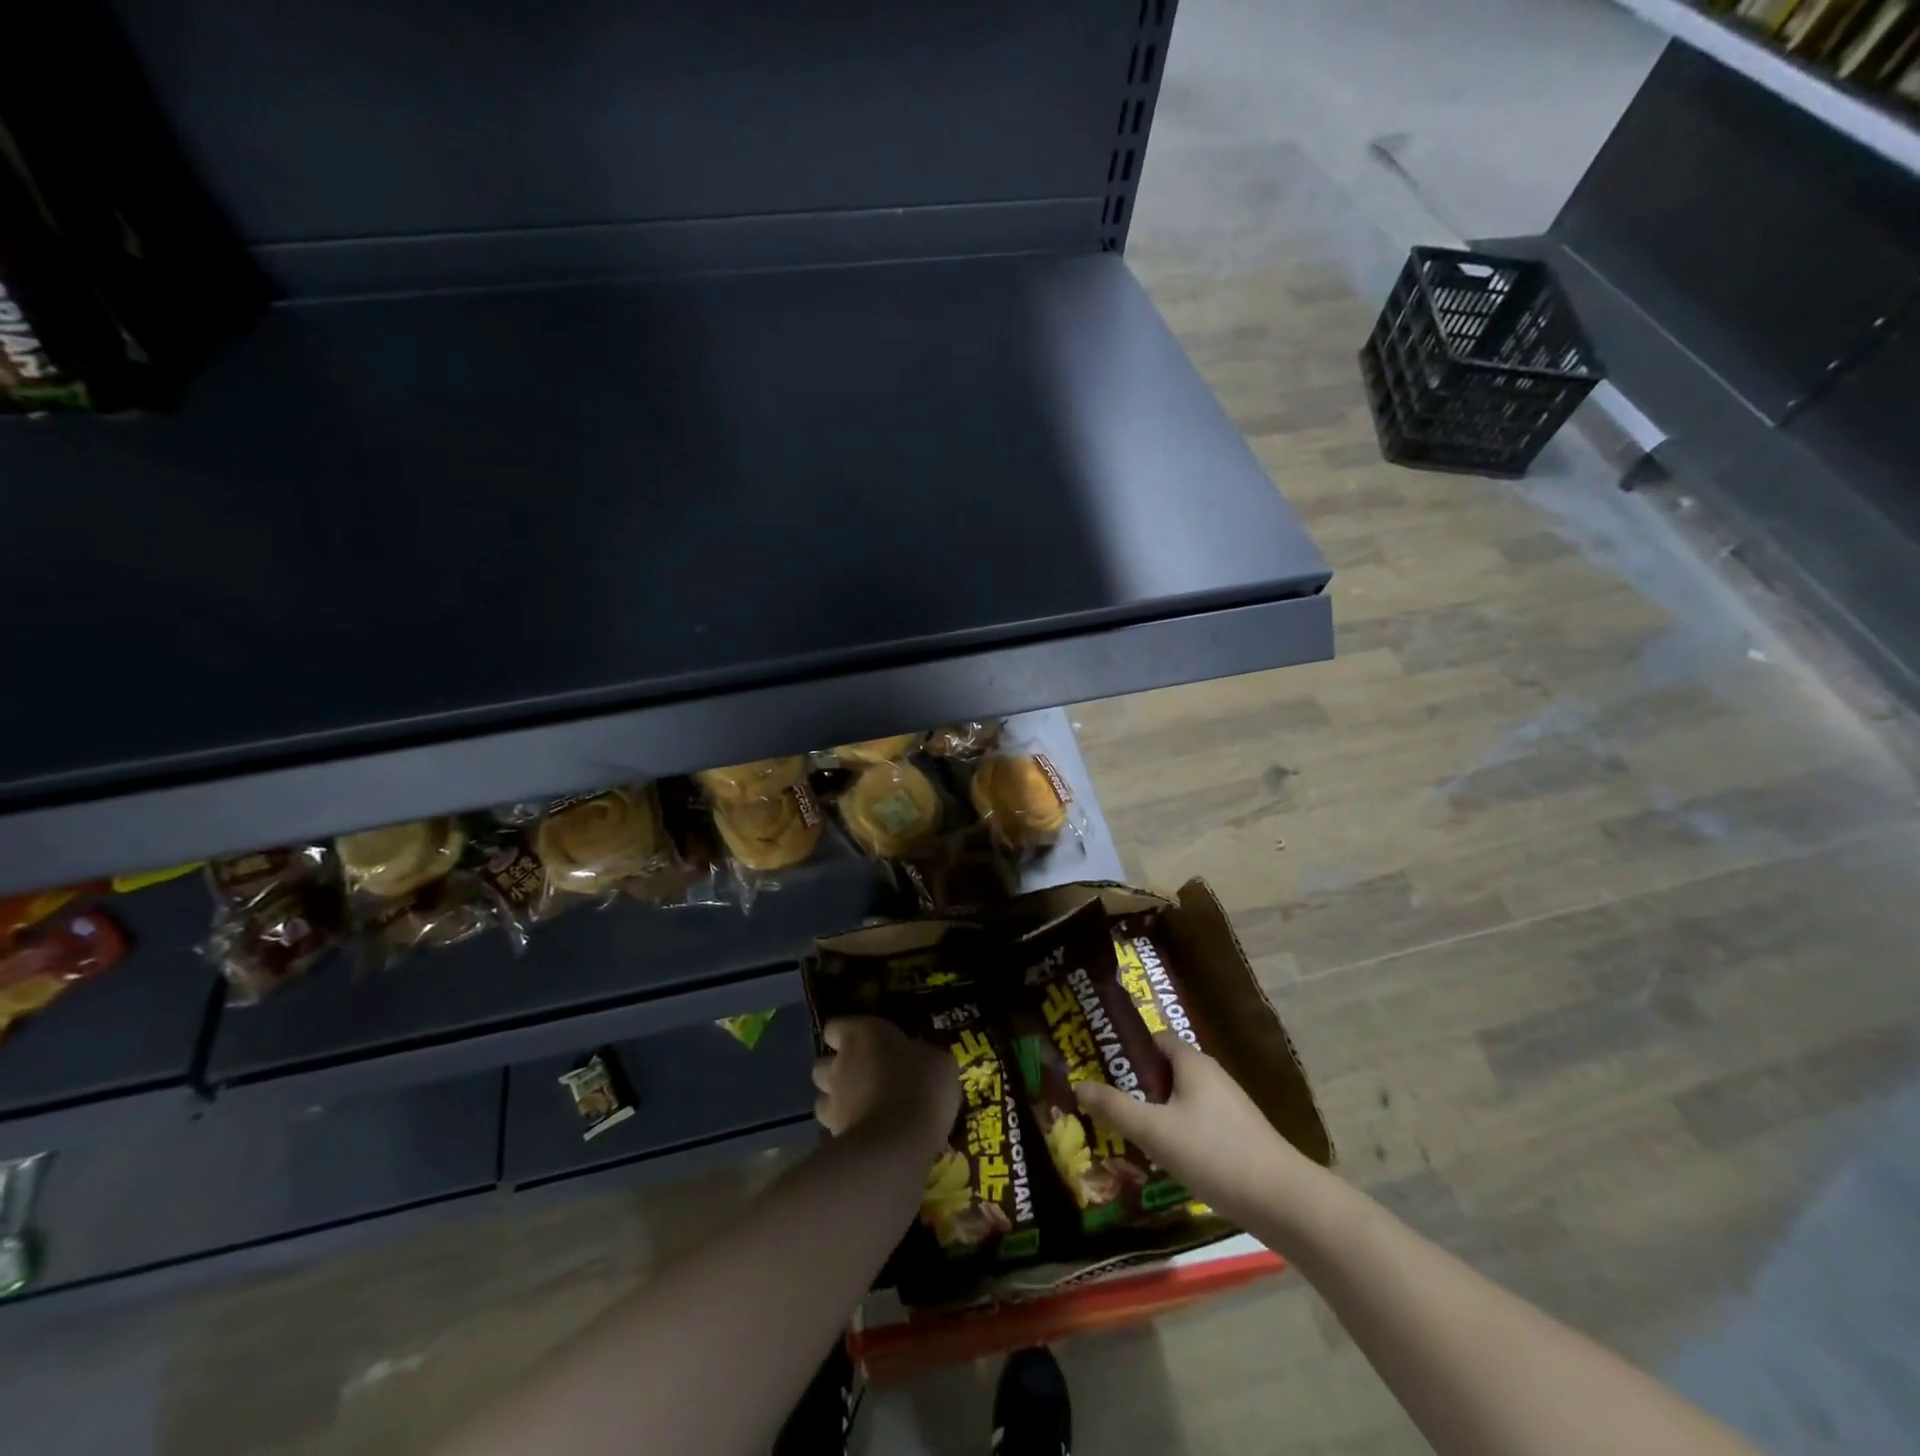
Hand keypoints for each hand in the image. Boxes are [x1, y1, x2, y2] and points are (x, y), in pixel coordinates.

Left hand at [812, 1016, 958, 1155]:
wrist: (897, 1143)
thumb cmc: (921, 1086)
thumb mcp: (940, 1062)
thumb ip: (924, 1055)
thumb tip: (923, 1057)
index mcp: (865, 1033)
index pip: (836, 1027)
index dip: (846, 1035)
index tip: (864, 1044)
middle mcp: (841, 1062)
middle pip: (824, 1063)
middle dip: (837, 1070)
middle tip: (864, 1079)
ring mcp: (833, 1101)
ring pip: (822, 1097)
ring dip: (837, 1101)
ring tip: (862, 1110)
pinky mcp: (832, 1135)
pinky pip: (833, 1128)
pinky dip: (846, 1129)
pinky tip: (868, 1135)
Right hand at [1074, 1032, 1325, 1234]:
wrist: (1283, 1202)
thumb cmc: (1214, 1153)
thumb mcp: (1156, 1131)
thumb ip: (1115, 1108)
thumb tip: (1079, 1086)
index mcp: (1192, 1062)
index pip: (1154, 1038)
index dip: (1126, 1045)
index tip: (1096, 1058)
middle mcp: (1211, 1076)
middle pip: (1165, 1069)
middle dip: (1134, 1081)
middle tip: (1101, 1096)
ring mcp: (1227, 1107)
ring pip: (1179, 1098)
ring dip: (1152, 1108)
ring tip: (1121, 1127)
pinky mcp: (1236, 1136)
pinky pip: (1194, 1122)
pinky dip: (1173, 1130)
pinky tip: (1158, 1154)